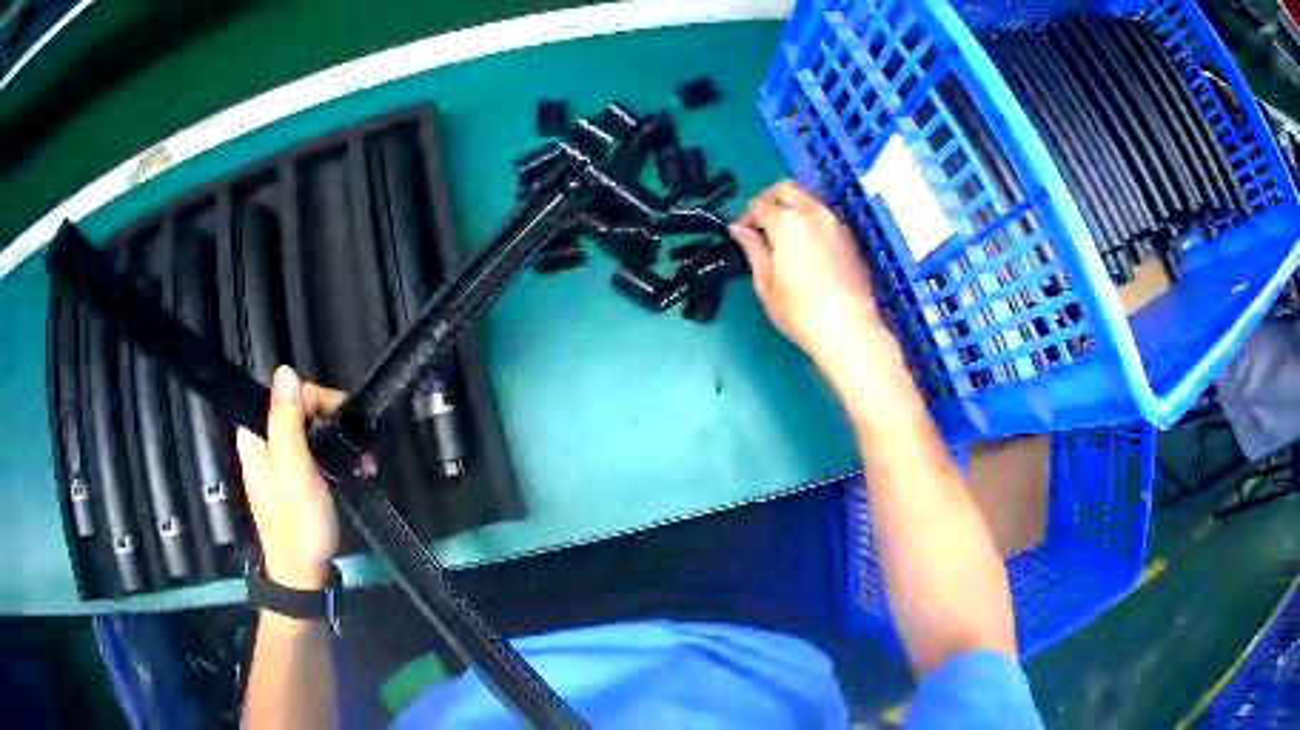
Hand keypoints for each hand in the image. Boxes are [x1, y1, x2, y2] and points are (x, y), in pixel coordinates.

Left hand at [236, 367, 345, 590]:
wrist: (304, 575)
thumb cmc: (298, 523)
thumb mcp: (294, 468)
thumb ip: (286, 420)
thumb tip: (285, 371)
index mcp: (256, 436)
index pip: (285, 393)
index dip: (316, 399)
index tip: (343, 420)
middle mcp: (265, 443)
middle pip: (300, 409)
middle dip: (333, 421)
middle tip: (360, 445)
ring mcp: (281, 463)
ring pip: (312, 430)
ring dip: (341, 440)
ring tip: (365, 461)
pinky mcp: (297, 480)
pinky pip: (317, 452)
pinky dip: (338, 457)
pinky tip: (357, 470)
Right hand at [729, 181, 888, 364]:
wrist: (848, 329)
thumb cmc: (799, 310)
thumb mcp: (765, 282)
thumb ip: (753, 248)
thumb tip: (738, 229)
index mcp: (787, 221)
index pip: (759, 204)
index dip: (746, 216)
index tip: (743, 233)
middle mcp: (813, 213)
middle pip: (787, 189)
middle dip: (770, 199)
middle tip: (762, 223)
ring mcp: (835, 223)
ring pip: (809, 199)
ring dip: (792, 207)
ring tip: (784, 235)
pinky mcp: (850, 238)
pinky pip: (824, 216)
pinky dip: (810, 220)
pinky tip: (806, 246)